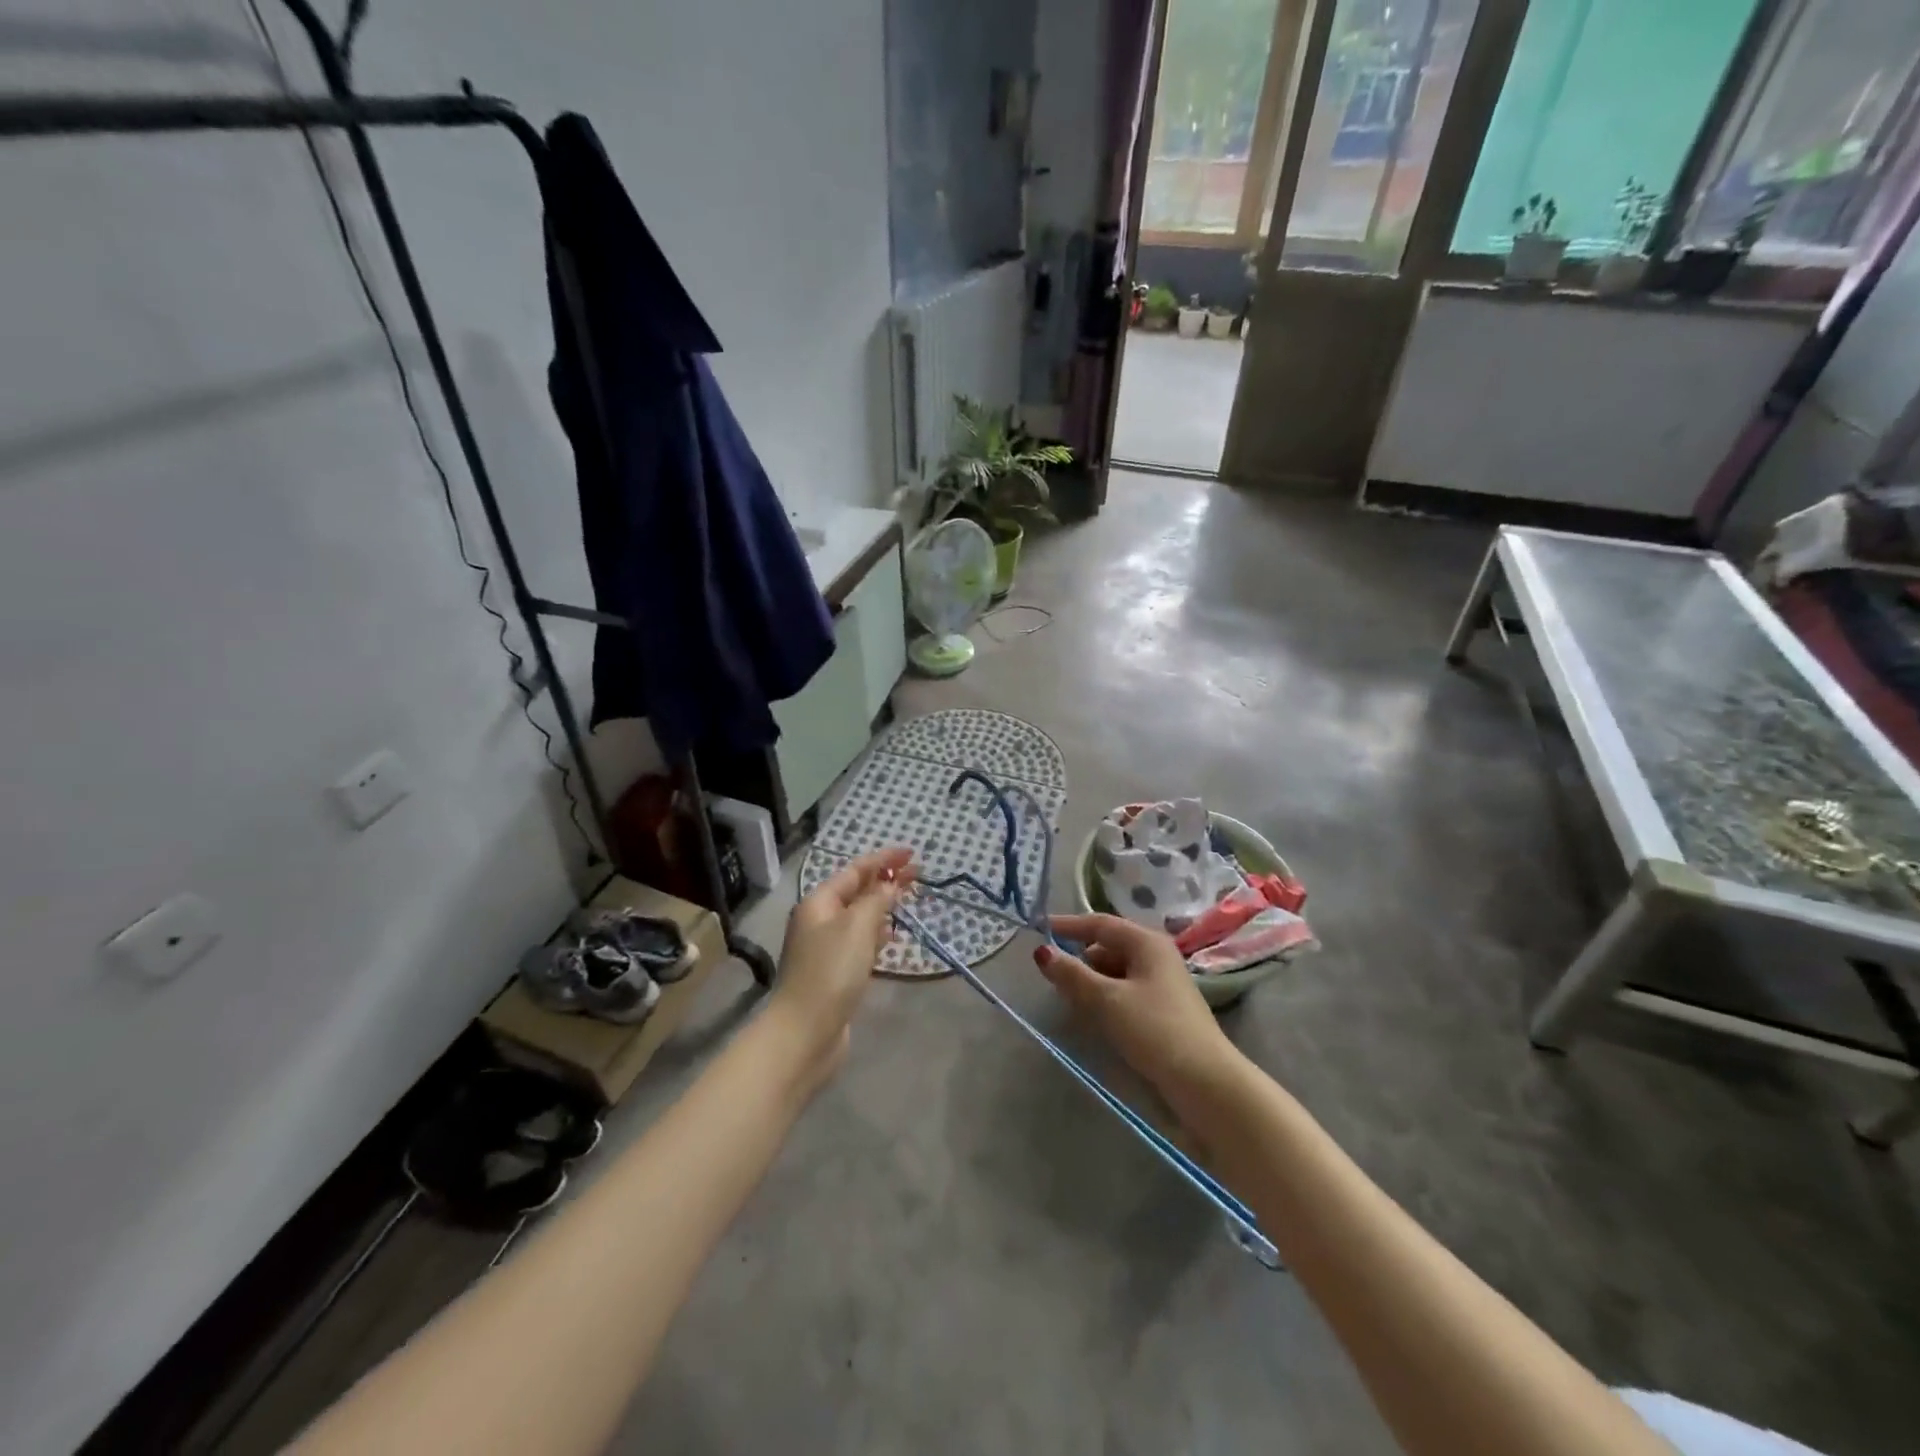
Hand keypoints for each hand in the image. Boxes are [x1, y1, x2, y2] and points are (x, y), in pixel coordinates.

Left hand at [772, 847, 915, 1071]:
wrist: (805, 1032)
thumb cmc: (831, 971)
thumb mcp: (857, 927)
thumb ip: (876, 900)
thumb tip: (890, 886)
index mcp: (819, 902)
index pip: (855, 870)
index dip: (883, 859)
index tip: (911, 853)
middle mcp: (820, 920)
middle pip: (857, 891)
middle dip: (886, 880)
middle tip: (918, 874)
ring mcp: (826, 948)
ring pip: (859, 917)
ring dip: (883, 905)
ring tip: (909, 899)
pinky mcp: (836, 972)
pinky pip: (860, 942)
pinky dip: (877, 933)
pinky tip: (892, 936)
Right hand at [1036, 913, 1238, 1110]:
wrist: (1205, 1083)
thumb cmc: (1154, 1029)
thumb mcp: (1106, 1000)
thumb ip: (1072, 975)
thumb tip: (1041, 952)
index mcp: (1146, 942)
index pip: (1100, 923)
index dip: (1068, 926)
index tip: (1039, 930)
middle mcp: (1156, 955)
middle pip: (1108, 947)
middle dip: (1079, 959)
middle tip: (1052, 976)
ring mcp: (1162, 983)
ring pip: (1115, 971)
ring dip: (1092, 981)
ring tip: (1069, 1000)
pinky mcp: (1162, 1009)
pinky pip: (1125, 991)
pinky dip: (1105, 997)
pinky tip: (1094, 1016)